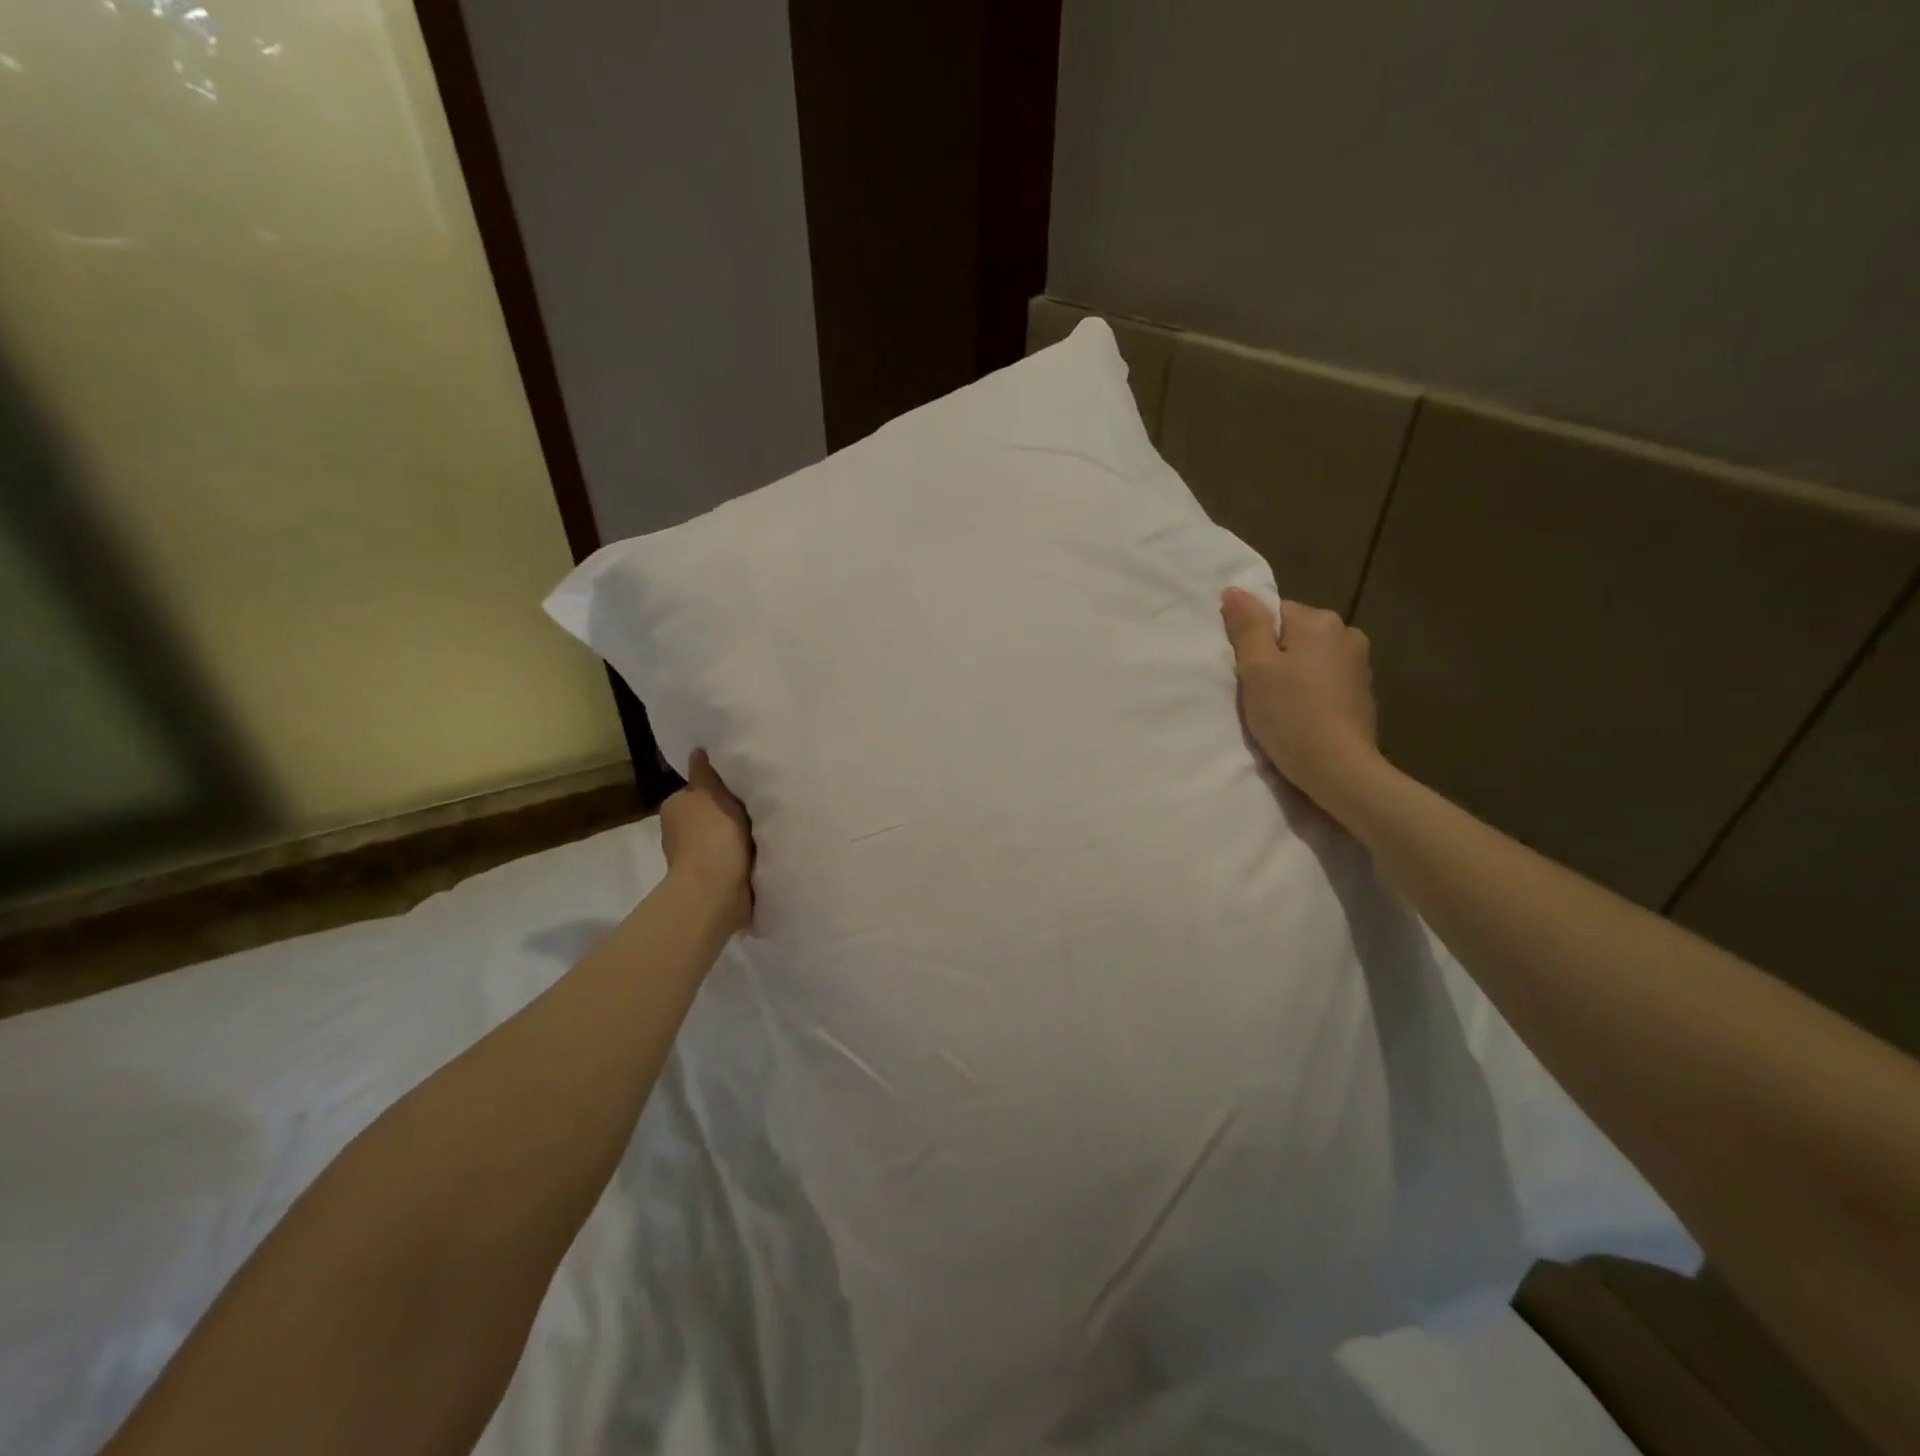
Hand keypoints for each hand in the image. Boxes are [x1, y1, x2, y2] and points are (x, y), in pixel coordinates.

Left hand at [659, 750, 753, 930]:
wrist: (716, 889)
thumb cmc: (713, 835)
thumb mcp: (712, 794)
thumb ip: (706, 774)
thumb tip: (696, 751)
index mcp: (674, 807)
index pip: (698, 790)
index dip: (720, 788)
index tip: (743, 788)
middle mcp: (678, 832)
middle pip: (710, 814)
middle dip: (729, 814)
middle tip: (759, 807)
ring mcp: (694, 858)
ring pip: (721, 838)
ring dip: (738, 837)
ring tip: (766, 830)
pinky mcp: (712, 879)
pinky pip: (731, 859)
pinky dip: (742, 857)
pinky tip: (762, 852)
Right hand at [1220, 588, 1380, 805]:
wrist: (1339, 768)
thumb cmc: (1290, 714)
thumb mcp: (1256, 668)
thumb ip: (1246, 626)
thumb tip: (1235, 590)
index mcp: (1319, 621)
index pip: (1274, 612)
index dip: (1254, 640)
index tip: (1248, 671)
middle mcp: (1346, 633)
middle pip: (1293, 634)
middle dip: (1274, 657)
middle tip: (1260, 692)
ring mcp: (1359, 663)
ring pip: (1310, 658)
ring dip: (1293, 674)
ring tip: (1281, 707)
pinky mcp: (1363, 692)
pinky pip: (1325, 679)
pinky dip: (1311, 691)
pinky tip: (1303, 716)